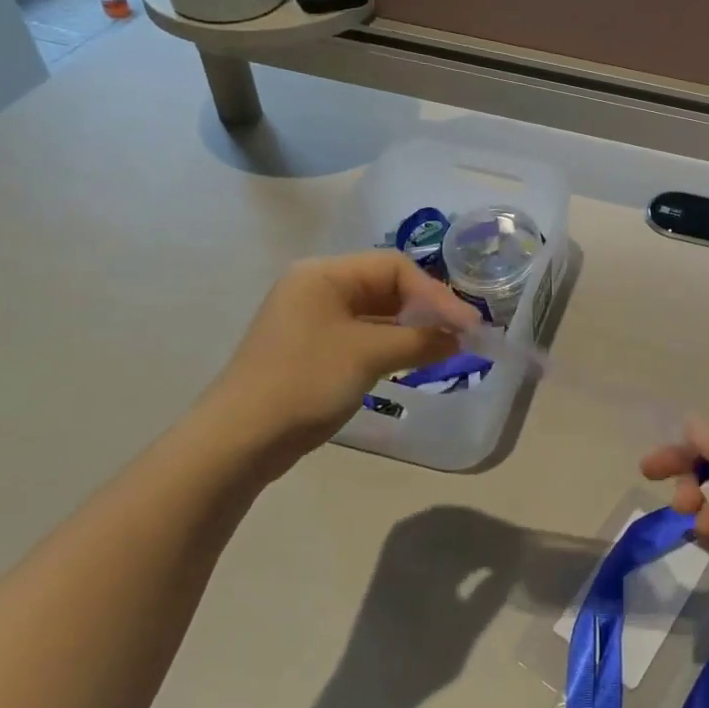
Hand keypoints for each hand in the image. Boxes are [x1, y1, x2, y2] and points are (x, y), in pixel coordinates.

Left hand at [197, 252, 481, 471]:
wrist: (240, 440)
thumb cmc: (305, 381)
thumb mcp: (369, 354)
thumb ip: (420, 339)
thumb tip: (461, 337)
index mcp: (324, 274)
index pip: (395, 267)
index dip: (436, 294)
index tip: (467, 325)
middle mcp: (317, 287)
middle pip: (387, 286)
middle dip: (426, 309)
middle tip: (462, 335)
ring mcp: (313, 319)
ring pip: (377, 313)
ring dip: (412, 328)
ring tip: (446, 348)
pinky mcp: (314, 348)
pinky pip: (363, 335)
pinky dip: (392, 344)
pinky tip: (414, 360)